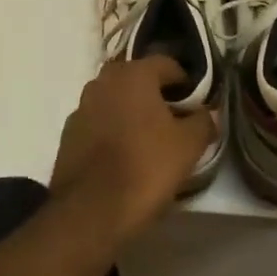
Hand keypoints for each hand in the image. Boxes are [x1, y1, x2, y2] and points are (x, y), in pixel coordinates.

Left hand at [50, 58, 216, 243]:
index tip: (197, 106)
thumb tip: (208, 113)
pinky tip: (124, 155)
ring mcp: (81, 106)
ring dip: (132, 111)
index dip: (186, 83)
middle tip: (174, 120)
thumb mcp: (188, 146)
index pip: (167, 64)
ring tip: (150, 140)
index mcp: (134, 74)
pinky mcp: (68, 134)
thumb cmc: (145, 168)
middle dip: (157, 94)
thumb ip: (203, 121)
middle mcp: (103, 81)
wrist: (89, 212)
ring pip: (116, 100)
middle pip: (138, 79)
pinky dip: (113, 130)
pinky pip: (99, 122)